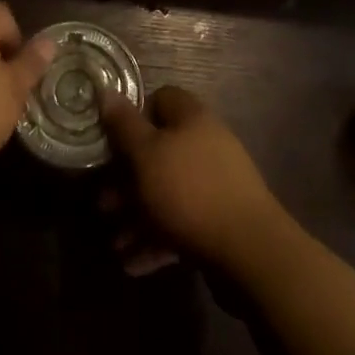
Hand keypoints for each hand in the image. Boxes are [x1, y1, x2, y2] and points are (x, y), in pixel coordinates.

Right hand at [98, 85, 287, 273]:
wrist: (250, 252)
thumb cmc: (189, 191)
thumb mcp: (146, 154)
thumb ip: (124, 125)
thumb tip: (105, 90)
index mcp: (191, 118)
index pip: (160, 100)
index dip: (134, 117)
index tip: (112, 142)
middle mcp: (205, 145)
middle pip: (159, 152)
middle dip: (128, 180)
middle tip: (104, 204)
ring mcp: (216, 185)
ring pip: (168, 192)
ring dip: (138, 216)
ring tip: (115, 244)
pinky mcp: (220, 222)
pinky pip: (182, 224)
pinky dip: (158, 241)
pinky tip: (134, 264)